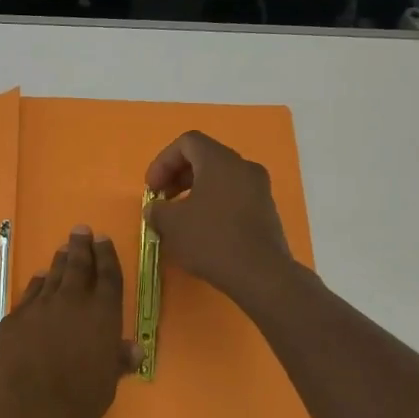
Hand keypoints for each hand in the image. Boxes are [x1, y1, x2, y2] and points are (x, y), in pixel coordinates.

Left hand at [0, 227, 138, 417]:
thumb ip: (117, 360)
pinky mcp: (13, 319)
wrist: (27, 414)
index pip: (108, 277)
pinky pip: (29, 294)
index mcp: (101, 317)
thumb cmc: (78, 405)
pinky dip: (37, 284)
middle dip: (81, 247)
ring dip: (59, 262)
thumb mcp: (107, 385)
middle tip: (81, 230)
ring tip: (64, 250)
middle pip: (78, 267)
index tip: (103, 240)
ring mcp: (39, 309)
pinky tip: (39, 279)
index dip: (107, 256)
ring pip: (52, 276)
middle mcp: (71, 304)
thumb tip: (133, 348)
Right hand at [144, 131, 305, 307]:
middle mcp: (243, 167)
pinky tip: (202, 229)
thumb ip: (157, 209)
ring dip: (194, 190)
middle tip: (162, 200)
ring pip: (220, 177)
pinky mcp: (266, 210)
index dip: (163, 161)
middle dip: (177, 175)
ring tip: (179, 217)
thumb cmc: (211, 240)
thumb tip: (156, 208)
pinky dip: (213, 203)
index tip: (152, 188)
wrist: (261, 275)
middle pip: (204, 157)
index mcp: (220, 161)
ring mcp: (259, 188)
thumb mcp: (171, 224)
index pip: (187, 142)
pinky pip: (233, 195)